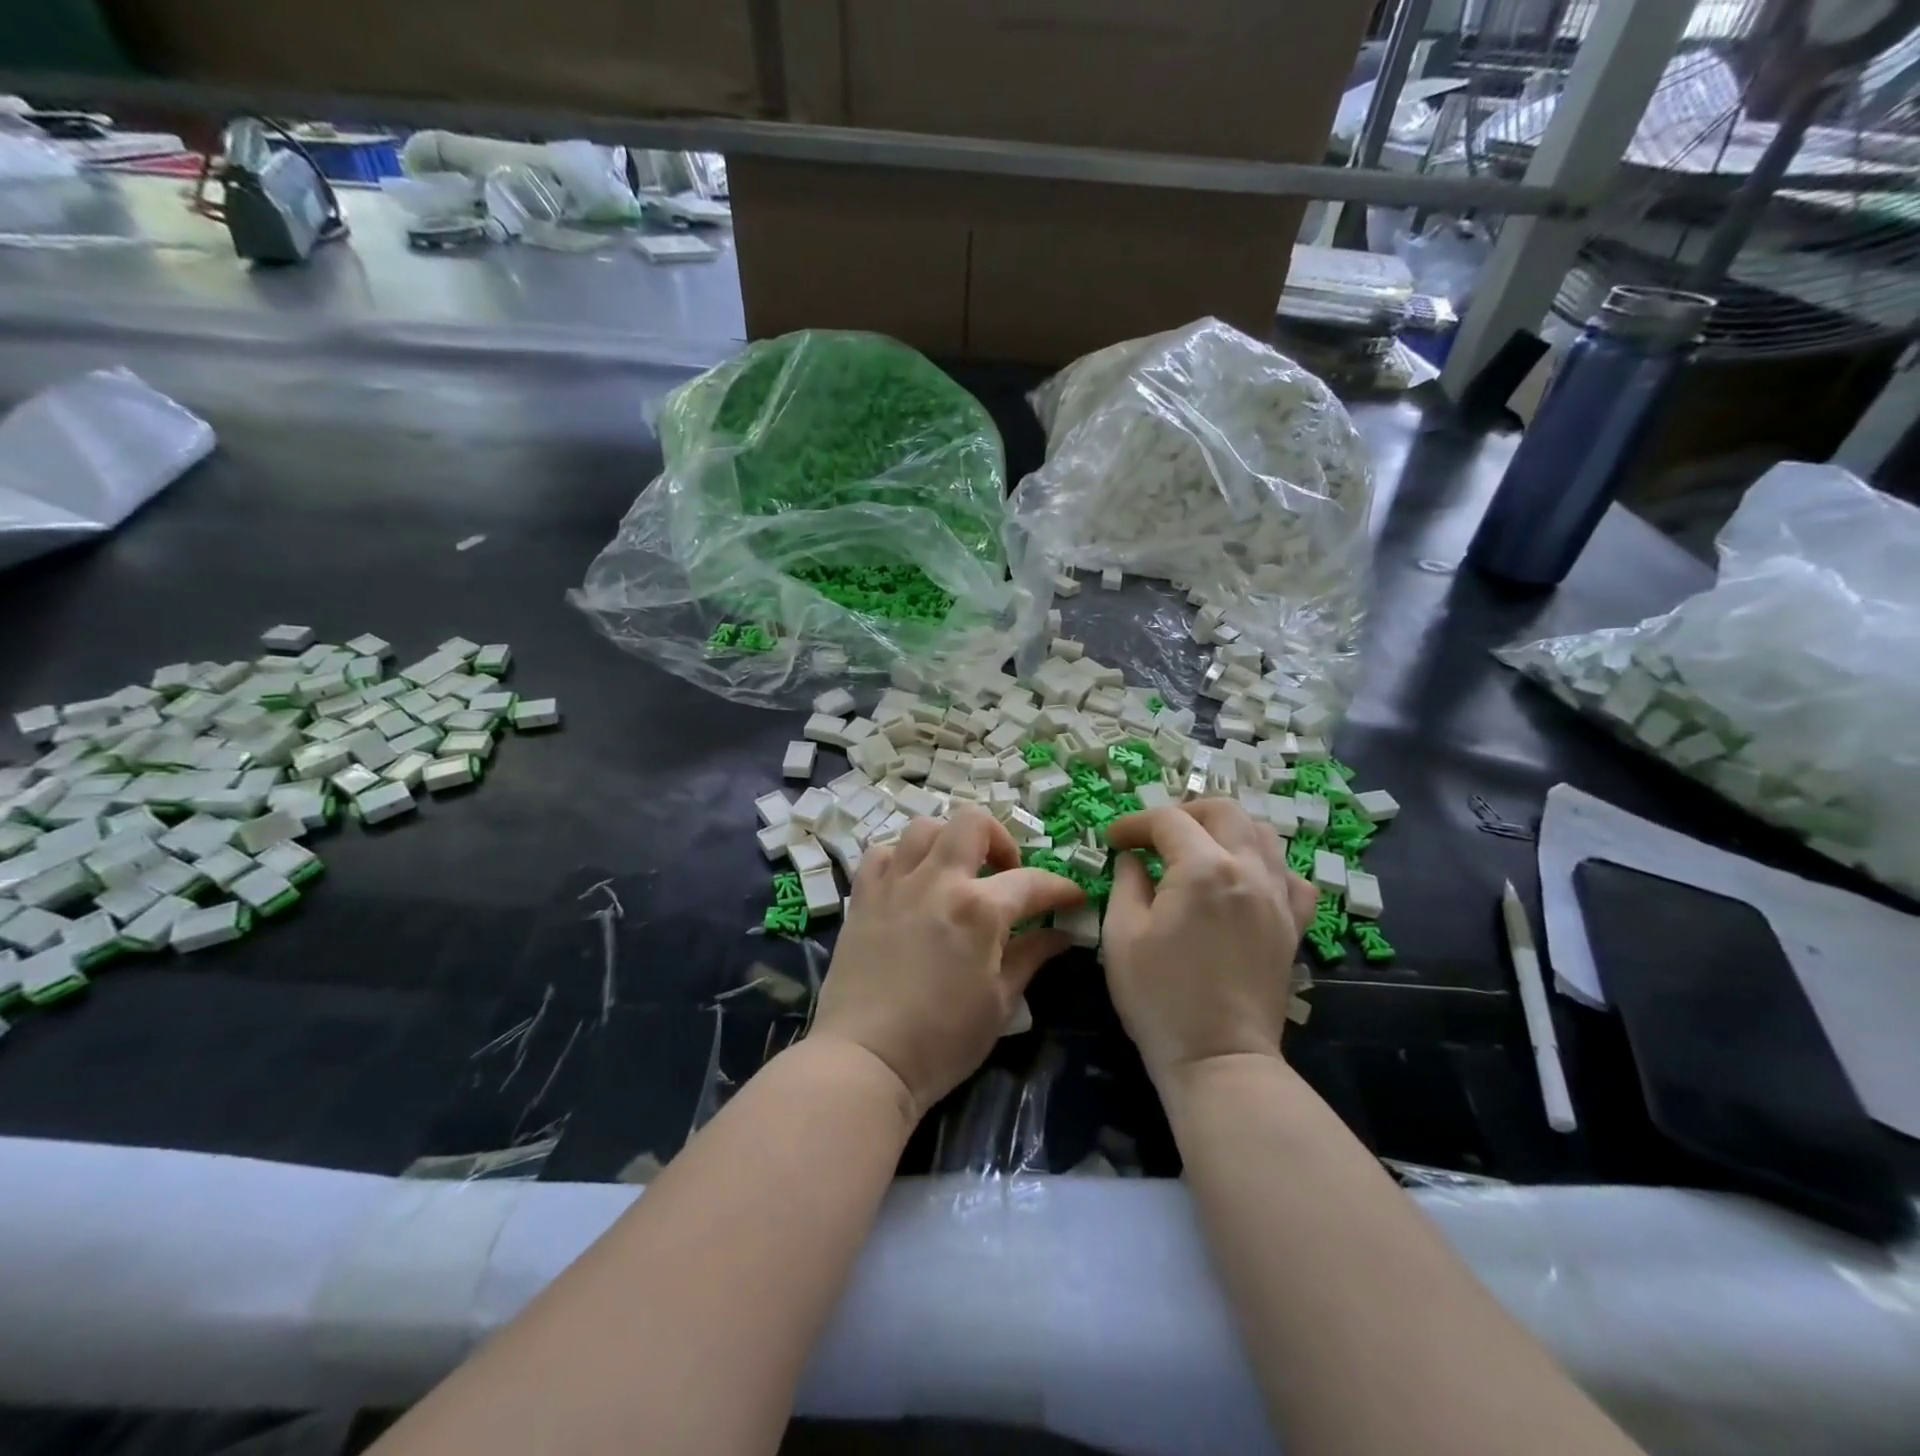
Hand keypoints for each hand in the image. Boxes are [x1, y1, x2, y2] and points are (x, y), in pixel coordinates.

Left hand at [811, 807, 1086, 1119]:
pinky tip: (911, 883)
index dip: (1060, 887)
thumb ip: (1030, 957)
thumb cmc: (942, 1041)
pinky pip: (882, 854)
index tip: (1072, 897)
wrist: (865, 1060)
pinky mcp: (862, 897)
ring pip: (924, 827)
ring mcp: (895, 884)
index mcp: (979, 909)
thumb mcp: (1000, 1003)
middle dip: (1000, 839)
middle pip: (972, 823)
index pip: (1032, 881)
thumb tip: (1060, 934)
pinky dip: (901, 858)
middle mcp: (938, 881)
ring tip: (957, 872)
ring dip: (949, 841)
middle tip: (1005, 873)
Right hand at [1103, 802, 1317, 1083]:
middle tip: (1155, 836)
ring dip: (1225, 829)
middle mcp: (1249, 870)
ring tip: (1198, 849)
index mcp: (1202, 869)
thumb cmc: (1160, 998)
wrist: (1219, 1059)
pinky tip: (1243, 881)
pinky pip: (1290, 876)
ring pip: (1263, 834)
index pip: (1167, 820)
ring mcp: (1279, 897)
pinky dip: (1265, 865)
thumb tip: (1133, 858)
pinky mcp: (1293, 925)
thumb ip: (1126, 882)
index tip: (1113, 840)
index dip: (1135, 824)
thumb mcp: (1122, 935)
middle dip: (1184, 812)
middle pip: (1223, 810)